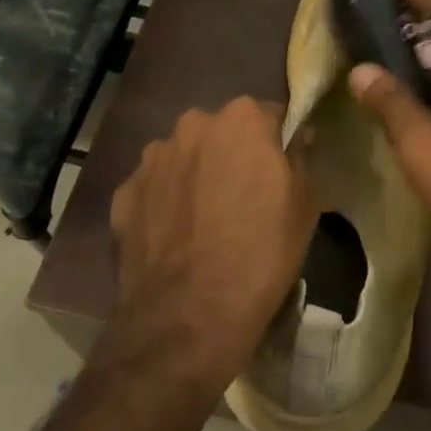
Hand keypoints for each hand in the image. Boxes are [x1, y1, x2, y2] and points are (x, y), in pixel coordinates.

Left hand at [108, 97, 319, 388]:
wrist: (189, 314)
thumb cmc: (262, 252)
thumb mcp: (305, 205)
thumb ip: (302, 157)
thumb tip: (299, 135)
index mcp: (242, 118)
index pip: (269, 115)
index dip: (277, 143)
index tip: (281, 172)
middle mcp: (192, 125)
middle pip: (222, 132)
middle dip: (232, 154)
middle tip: (245, 197)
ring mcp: (152, 158)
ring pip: (185, 157)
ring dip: (196, 175)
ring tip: (206, 221)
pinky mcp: (124, 193)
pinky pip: (155, 188)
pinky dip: (166, 202)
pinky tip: (176, 237)